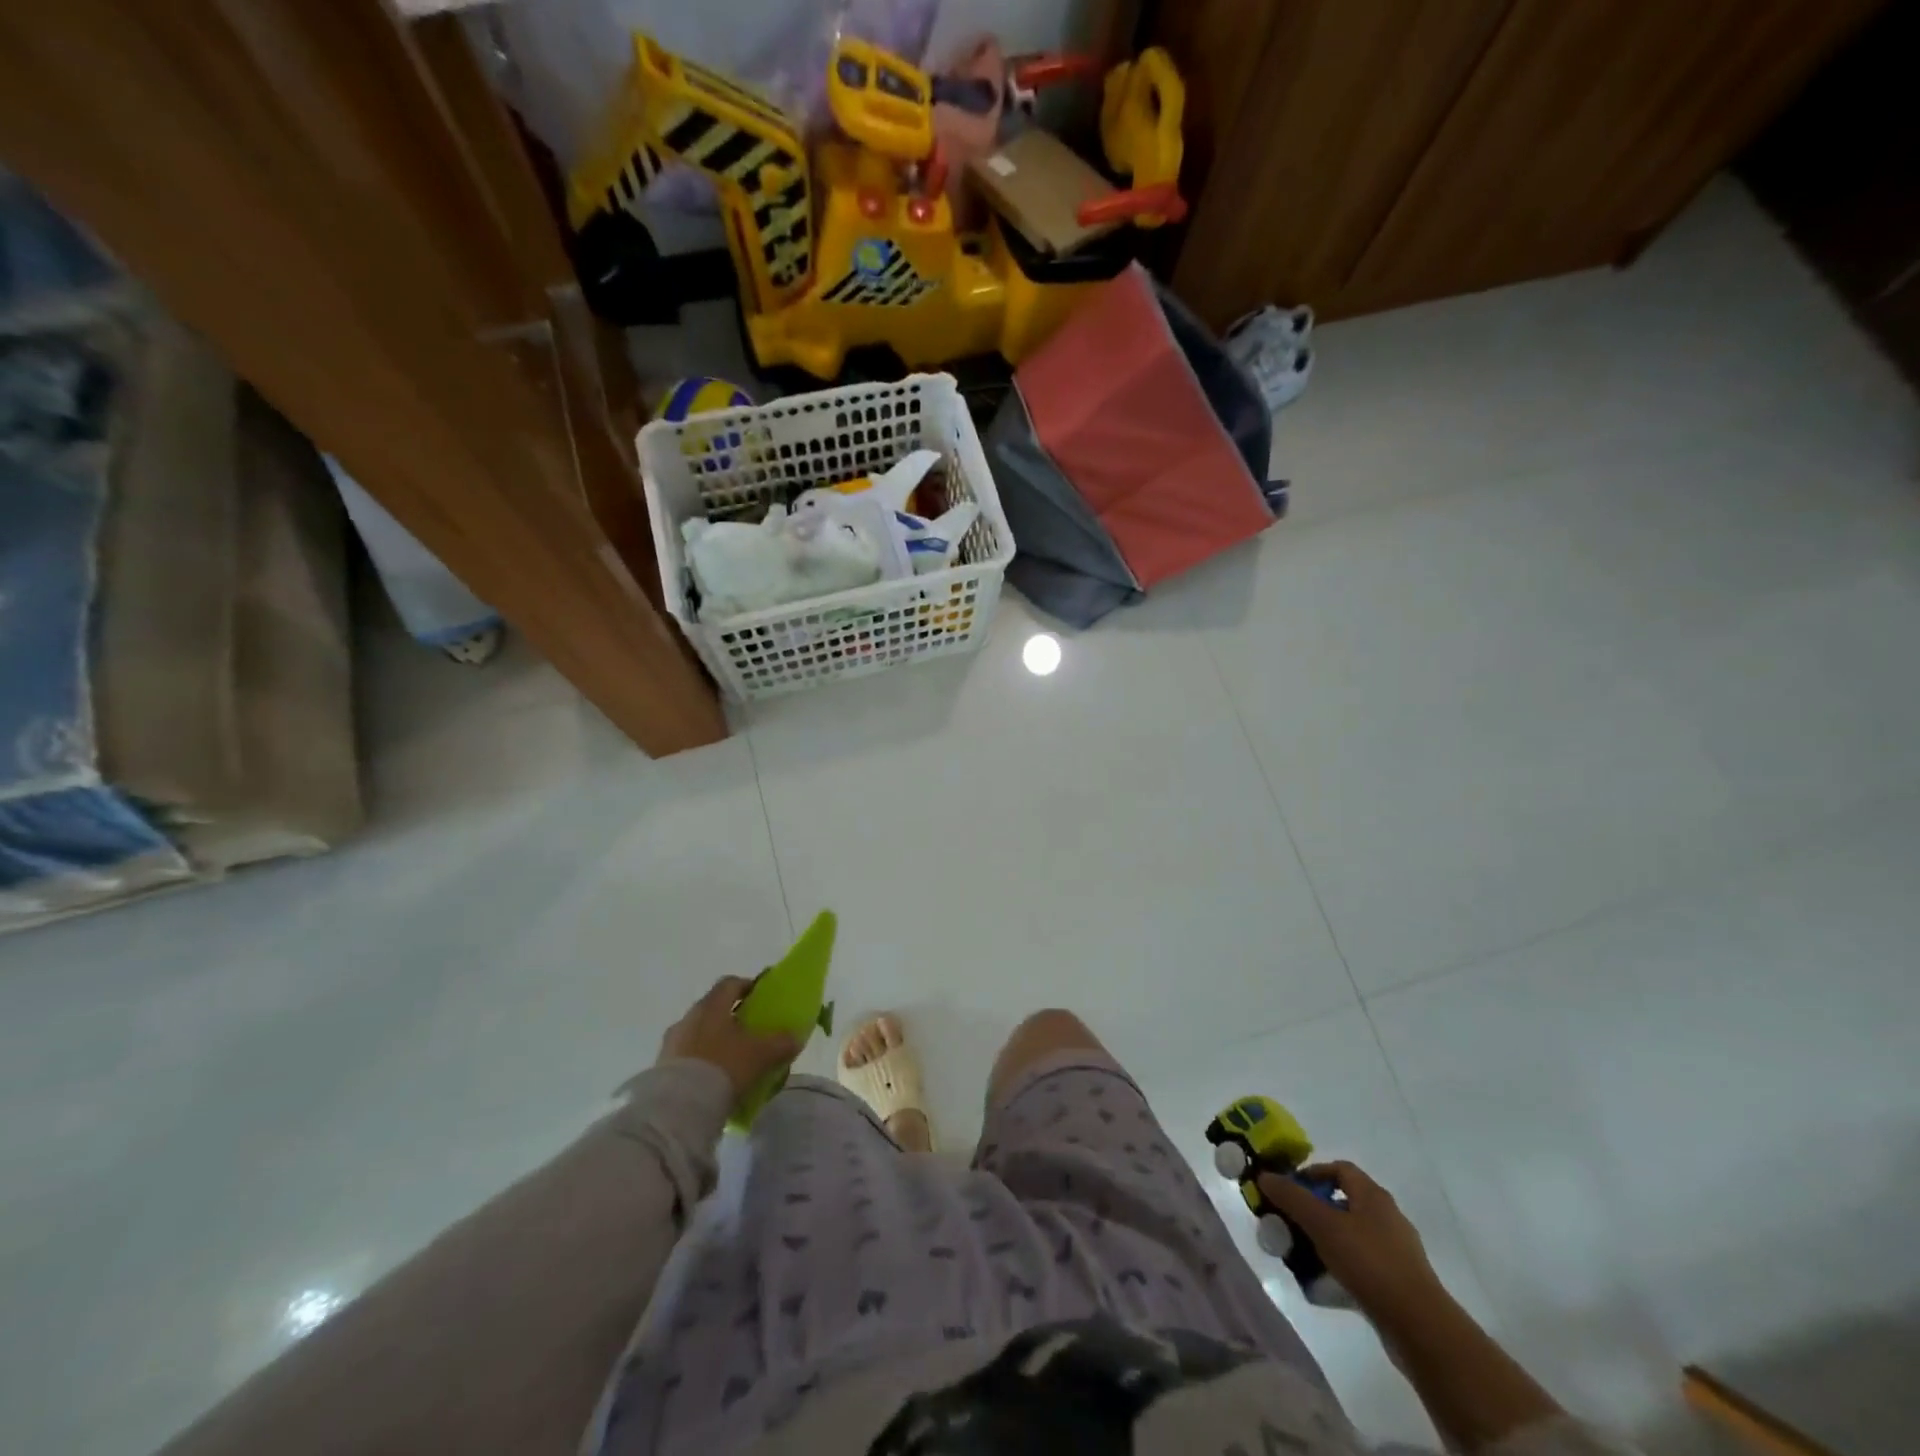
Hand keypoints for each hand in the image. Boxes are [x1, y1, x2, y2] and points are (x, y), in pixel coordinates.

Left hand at [656, 976, 799, 1099]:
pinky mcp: (660, 1068)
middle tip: (751, 1033)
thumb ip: (781, 1043)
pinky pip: (687, 1057)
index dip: (748, 986)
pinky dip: (701, 1062)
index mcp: (711, 1005)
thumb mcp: (761, 1055)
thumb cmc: (724, 1067)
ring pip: (699, 1034)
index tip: (762, 999)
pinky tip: (714, 1081)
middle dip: (732, 1018)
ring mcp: (671, 1043)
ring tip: (733, 1061)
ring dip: (715, 1042)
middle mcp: (688, 1018)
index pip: (730, 983)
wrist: (678, 1108)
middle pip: (714, 1009)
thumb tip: (795, 1038)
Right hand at [1258, 1161, 1449, 1327]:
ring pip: (1353, 1233)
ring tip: (1304, 1254)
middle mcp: (1388, 1216)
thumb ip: (1292, 1198)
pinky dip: (1343, 1264)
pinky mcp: (1400, 1281)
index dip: (1312, 1174)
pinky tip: (1327, 1282)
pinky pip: (1363, 1262)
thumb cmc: (1369, 1263)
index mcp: (1373, 1195)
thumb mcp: (1323, 1225)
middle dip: (1315, 1209)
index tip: (1290, 1190)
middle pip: (1344, 1201)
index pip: (1339, 1169)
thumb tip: (1265, 1175)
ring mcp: (1397, 1250)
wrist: (1420, 1327)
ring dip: (1327, 1239)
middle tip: (1292, 1222)